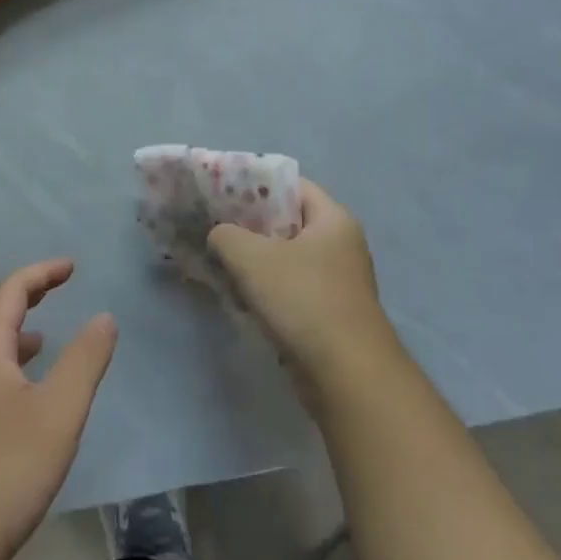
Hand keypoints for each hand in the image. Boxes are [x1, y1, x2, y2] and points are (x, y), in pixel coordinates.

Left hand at [0, 260, 117, 555]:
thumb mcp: (60, 409)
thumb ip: (85, 359)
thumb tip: (104, 316)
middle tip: (54, 287)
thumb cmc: (7, 468)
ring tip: (43, 334)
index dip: (42, 272)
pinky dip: (10, 364)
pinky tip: (26, 393)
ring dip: (14, 329)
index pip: (11, 290)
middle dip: (23, 293)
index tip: (72, 267)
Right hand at [209, 180, 396, 395]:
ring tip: (218, 259)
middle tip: (213, 224)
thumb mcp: (252, 258)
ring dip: (254, 260)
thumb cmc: (303, 300)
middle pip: (287, 221)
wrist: (347, 376)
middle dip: (249, 224)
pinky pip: (290, 288)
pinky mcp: (328, 313)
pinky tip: (237, 294)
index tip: (221, 191)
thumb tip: (219, 235)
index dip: (255, 184)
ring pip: (286, 258)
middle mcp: (340, 244)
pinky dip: (265, 288)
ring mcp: (337, 281)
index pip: (292, 185)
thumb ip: (226, 235)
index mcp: (333, 219)